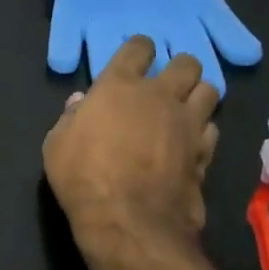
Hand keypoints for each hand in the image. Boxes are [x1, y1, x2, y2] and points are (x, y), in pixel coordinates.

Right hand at [43, 36, 218, 253]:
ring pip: (210, 91)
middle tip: (167, 83)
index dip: (139, 49)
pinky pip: (212, 129)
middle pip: (186, 63)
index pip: (138, 48)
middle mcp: (160, 96)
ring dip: (198, 95)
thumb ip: (71, 118)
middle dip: (179, 68)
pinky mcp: (204, 153)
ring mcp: (188, 124)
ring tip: (186, 108)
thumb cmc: (82, 177)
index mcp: (119, 86)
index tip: (135, 57)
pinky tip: (191, 142)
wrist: (129, 221)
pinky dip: (203, 131)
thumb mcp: (57, 145)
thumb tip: (80, 103)